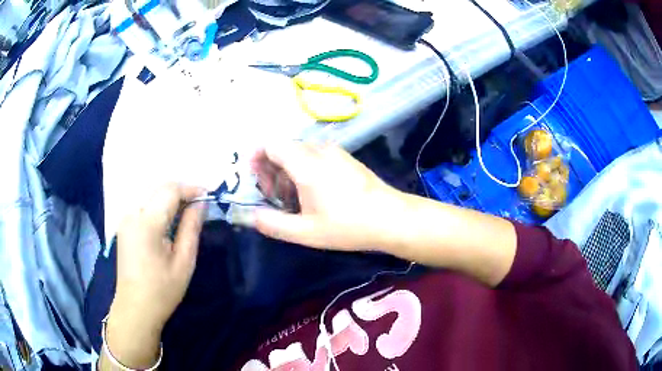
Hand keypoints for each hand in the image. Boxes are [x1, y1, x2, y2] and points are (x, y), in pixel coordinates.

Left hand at [104, 184, 206, 368]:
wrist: (135, 308)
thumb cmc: (162, 290)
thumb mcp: (184, 262)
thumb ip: (191, 228)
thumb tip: (201, 204)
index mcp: (147, 222)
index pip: (170, 191)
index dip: (191, 189)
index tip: (209, 195)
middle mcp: (132, 214)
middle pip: (160, 190)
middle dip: (182, 194)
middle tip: (201, 207)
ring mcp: (126, 219)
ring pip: (152, 197)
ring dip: (171, 201)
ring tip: (187, 215)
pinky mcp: (124, 226)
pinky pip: (145, 208)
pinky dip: (160, 209)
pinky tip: (169, 224)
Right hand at [251, 142, 405, 250]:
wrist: (391, 218)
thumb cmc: (347, 226)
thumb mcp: (306, 232)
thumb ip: (272, 224)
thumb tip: (251, 216)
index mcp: (306, 163)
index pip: (272, 144)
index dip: (257, 157)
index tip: (255, 179)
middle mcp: (319, 150)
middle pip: (284, 147)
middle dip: (271, 168)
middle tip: (272, 195)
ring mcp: (335, 152)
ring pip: (300, 152)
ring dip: (288, 170)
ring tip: (292, 198)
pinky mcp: (346, 158)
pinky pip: (316, 155)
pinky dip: (305, 169)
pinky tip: (313, 193)